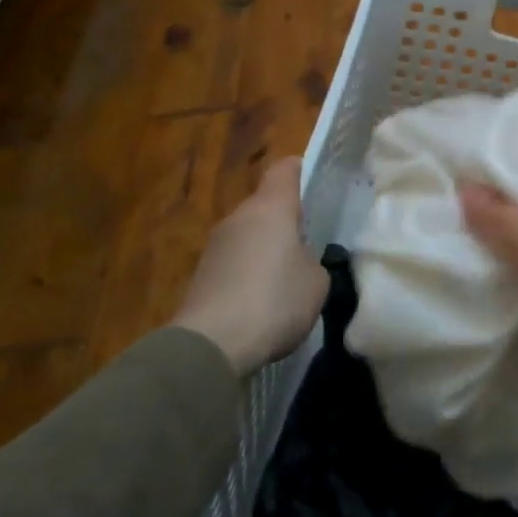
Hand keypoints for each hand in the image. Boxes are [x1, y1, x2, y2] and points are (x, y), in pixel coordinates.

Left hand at [172, 157, 327, 375]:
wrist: (211, 346)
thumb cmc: (275, 300)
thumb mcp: (316, 281)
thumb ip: (312, 261)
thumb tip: (299, 262)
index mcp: (270, 208)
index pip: (284, 170)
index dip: (300, 170)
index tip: (315, 181)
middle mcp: (239, 218)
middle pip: (265, 205)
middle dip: (286, 220)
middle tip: (310, 242)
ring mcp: (215, 247)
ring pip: (249, 235)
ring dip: (267, 249)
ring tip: (288, 277)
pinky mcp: (201, 277)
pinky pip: (235, 263)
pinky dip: (250, 274)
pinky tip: (264, 302)